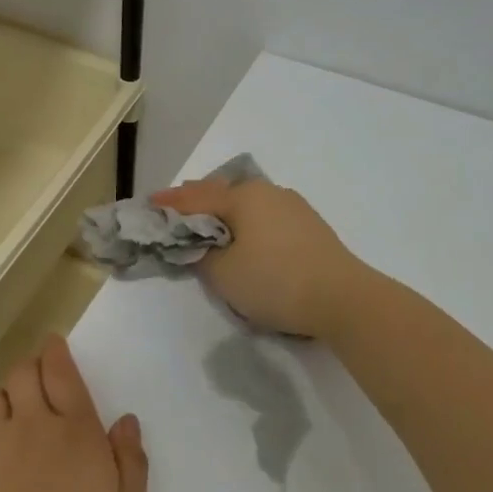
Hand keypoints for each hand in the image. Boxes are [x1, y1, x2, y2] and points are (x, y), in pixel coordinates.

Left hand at [0, 336, 147, 491]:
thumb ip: (131, 463)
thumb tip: (125, 420)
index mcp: (74, 431)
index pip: (61, 372)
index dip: (56, 352)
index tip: (55, 344)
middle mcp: (30, 425)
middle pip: (22, 373)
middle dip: (32, 367)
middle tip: (43, 380)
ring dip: (5, 396)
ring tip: (17, 414)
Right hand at [151, 177, 365, 338]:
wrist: (344, 299)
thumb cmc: (275, 281)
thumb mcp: (223, 273)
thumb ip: (202, 254)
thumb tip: (200, 244)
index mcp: (244, 197)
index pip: (195, 197)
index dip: (169, 203)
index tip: (148, 205)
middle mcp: (268, 192)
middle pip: (222, 192)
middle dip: (196, 200)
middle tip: (174, 209)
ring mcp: (293, 207)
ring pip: (246, 203)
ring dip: (223, 211)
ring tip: (207, 221)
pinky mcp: (309, 226)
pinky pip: (265, 216)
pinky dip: (246, 222)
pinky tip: (243, 234)